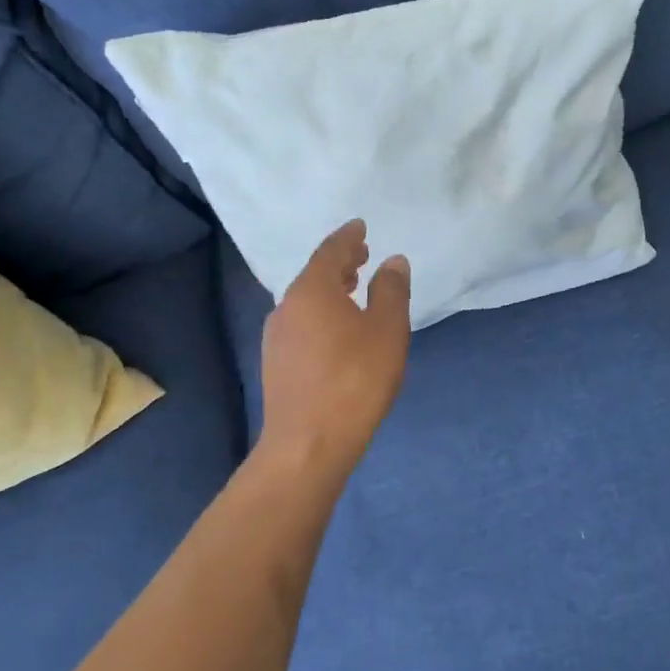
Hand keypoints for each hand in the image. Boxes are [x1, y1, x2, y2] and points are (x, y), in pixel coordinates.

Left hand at [260, 220, 411, 470]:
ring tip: (353, 287)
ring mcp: (277, 337)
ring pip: (306, 300)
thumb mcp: (387, 330)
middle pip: (315, 274)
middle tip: (362, 254)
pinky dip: (322, 312)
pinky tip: (338, 328)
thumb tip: (393, 261)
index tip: (361, 226)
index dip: (348, 237)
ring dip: (331, 288)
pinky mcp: (277, 363)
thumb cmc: (355, 379)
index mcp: (312, 291)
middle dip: (340, 261)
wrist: (308, 444)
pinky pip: (302, 322)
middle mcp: (287, 307)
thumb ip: (392, 290)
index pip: (330, 251)